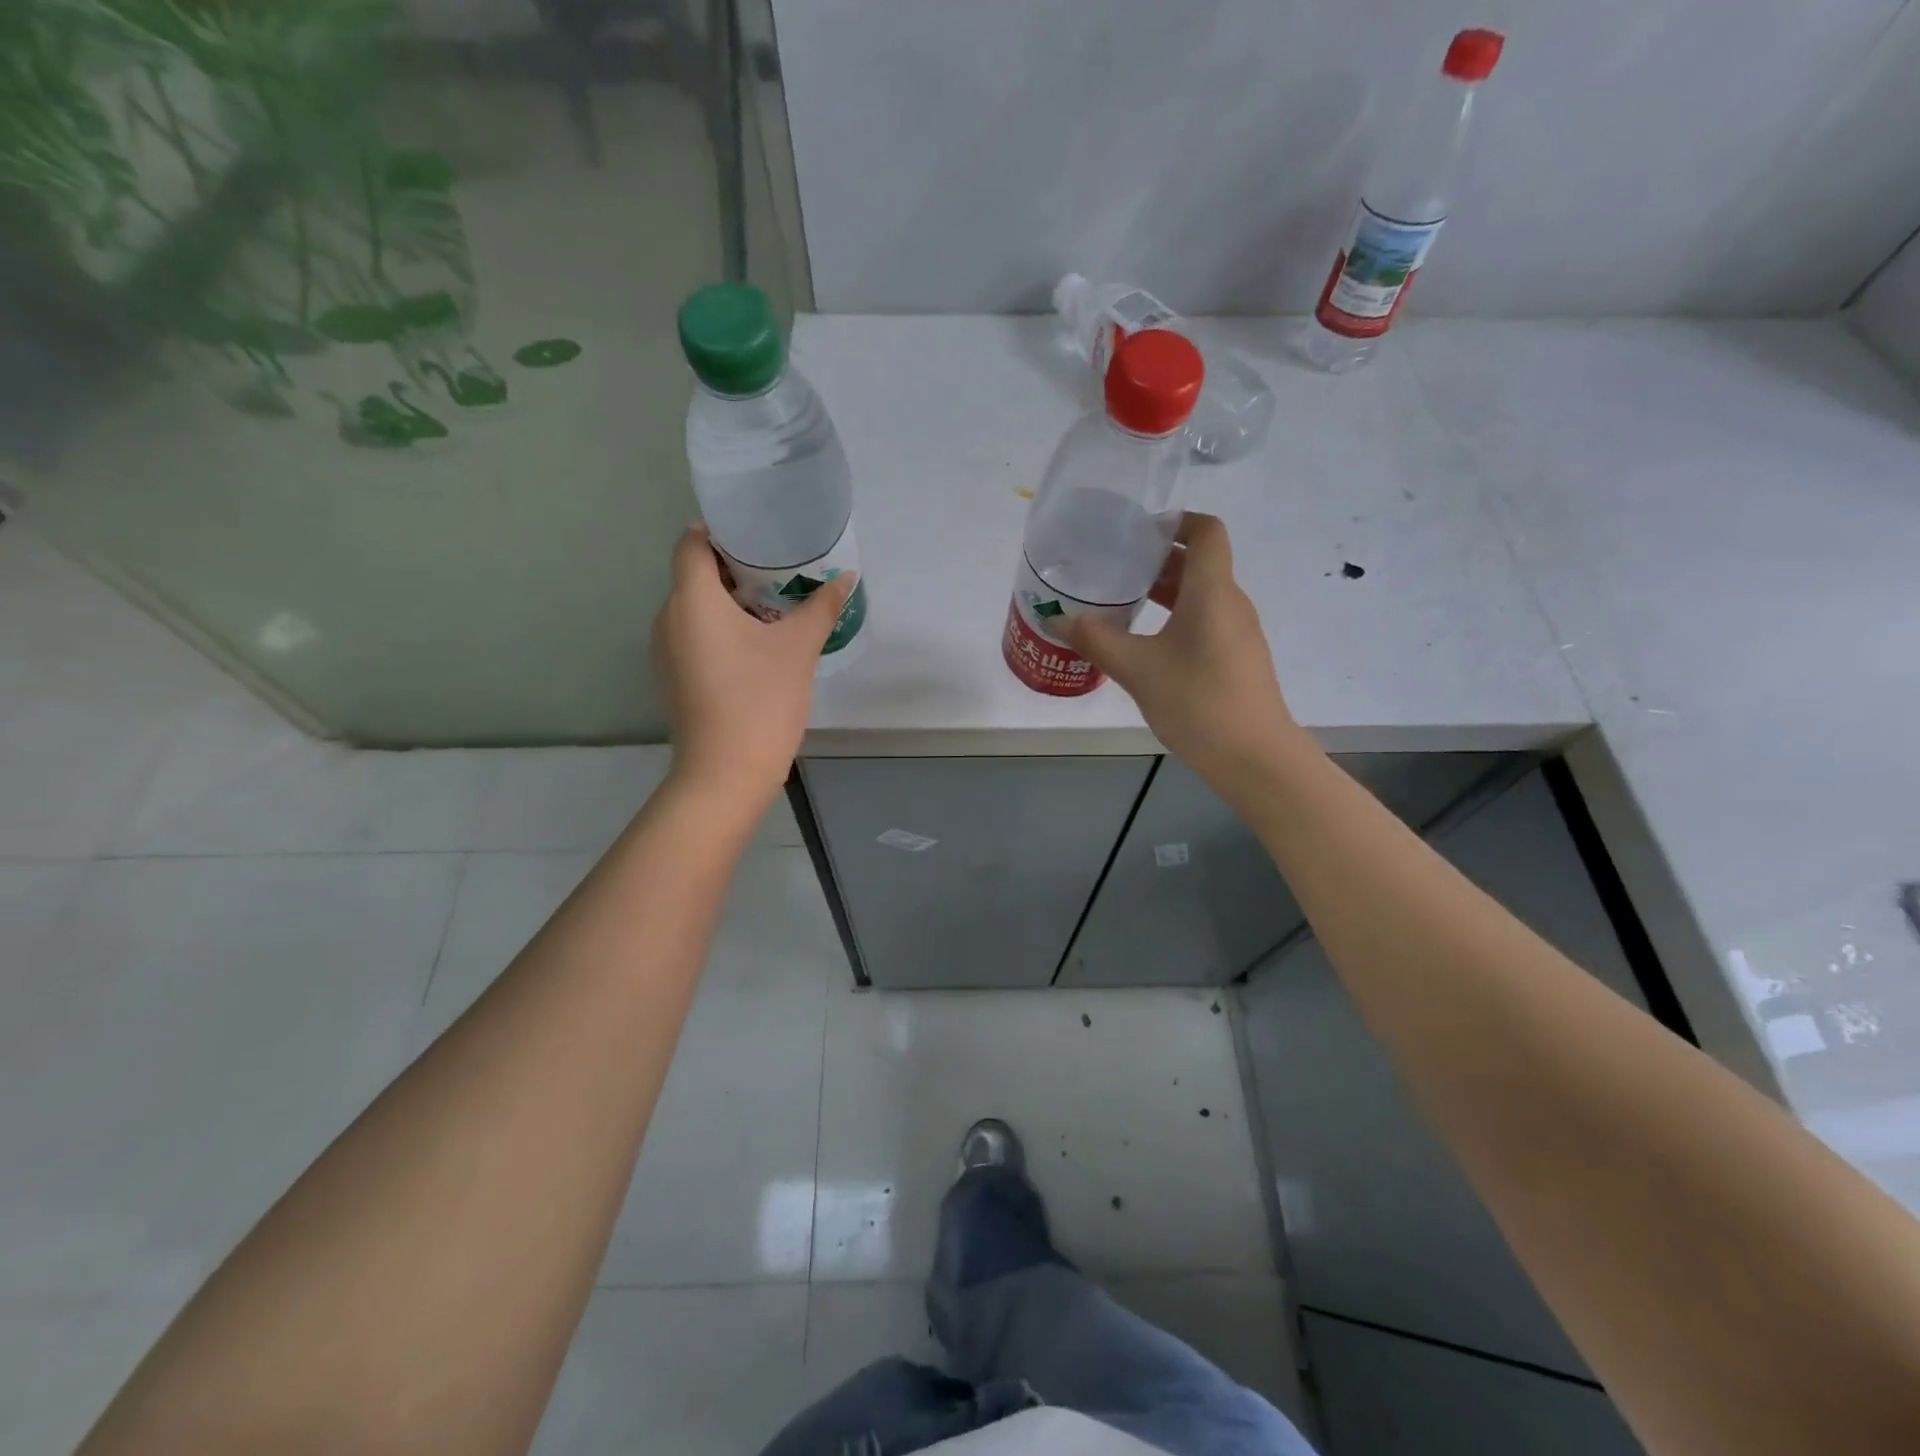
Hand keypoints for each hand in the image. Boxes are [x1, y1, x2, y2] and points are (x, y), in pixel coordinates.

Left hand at [651, 524, 855, 807]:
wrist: (725, 774)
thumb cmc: (760, 701)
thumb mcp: (798, 649)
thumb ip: (821, 607)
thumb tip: (846, 578)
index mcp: (692, 599)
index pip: (692, 542)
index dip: (721, 530)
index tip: (759, 533)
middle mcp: (668, 617)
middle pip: (694, 574)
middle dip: (734, 566)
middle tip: (780, 567)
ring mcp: (665, 651)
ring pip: (694, 607)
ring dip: (728, 600)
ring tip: (773, 604)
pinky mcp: (673, 677)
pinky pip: (693, 635)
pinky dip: (719, 628)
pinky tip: (755, 644)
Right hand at [1064, 513, 1304, 783]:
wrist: (1254, 757)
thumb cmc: (1197, 701)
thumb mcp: (1137, 669)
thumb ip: (1096, 640)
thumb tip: (1059, 621)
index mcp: (1212, 591)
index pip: (1207, 530)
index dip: (1176, 521)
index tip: (1137, 532)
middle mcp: (1230, 603)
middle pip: (1199, 562)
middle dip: (1157, 559)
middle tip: (1114, 566)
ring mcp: (1237, 633)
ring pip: (1200, 595)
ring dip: (1164, 591)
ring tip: (1121, 601)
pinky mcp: (1235, 659)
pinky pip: (1204, 621)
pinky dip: (1174, 618)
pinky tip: (1144, 642)